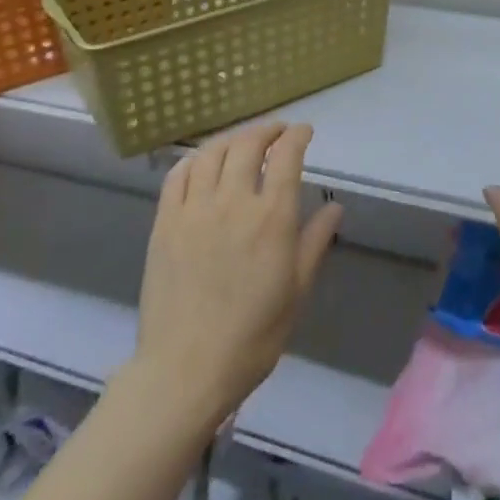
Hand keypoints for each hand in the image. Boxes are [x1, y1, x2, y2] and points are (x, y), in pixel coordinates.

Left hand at [132, 122, 342, 427]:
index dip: (296, 136)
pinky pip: (178, 175)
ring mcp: (193, 209)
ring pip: (211, 153)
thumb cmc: (254, 335)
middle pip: (248, 145)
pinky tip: (203, 162)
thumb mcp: (297, 290)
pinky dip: (194, 159)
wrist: (187, 368)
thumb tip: (334, 207)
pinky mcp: (165, 222)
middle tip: (277, 132)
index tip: (304, 131)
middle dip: (266, 130)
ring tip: (242, 142)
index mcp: (271, 219)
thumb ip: (315, 241)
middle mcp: (233, 202)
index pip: (286, 157)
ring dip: (232, 139)